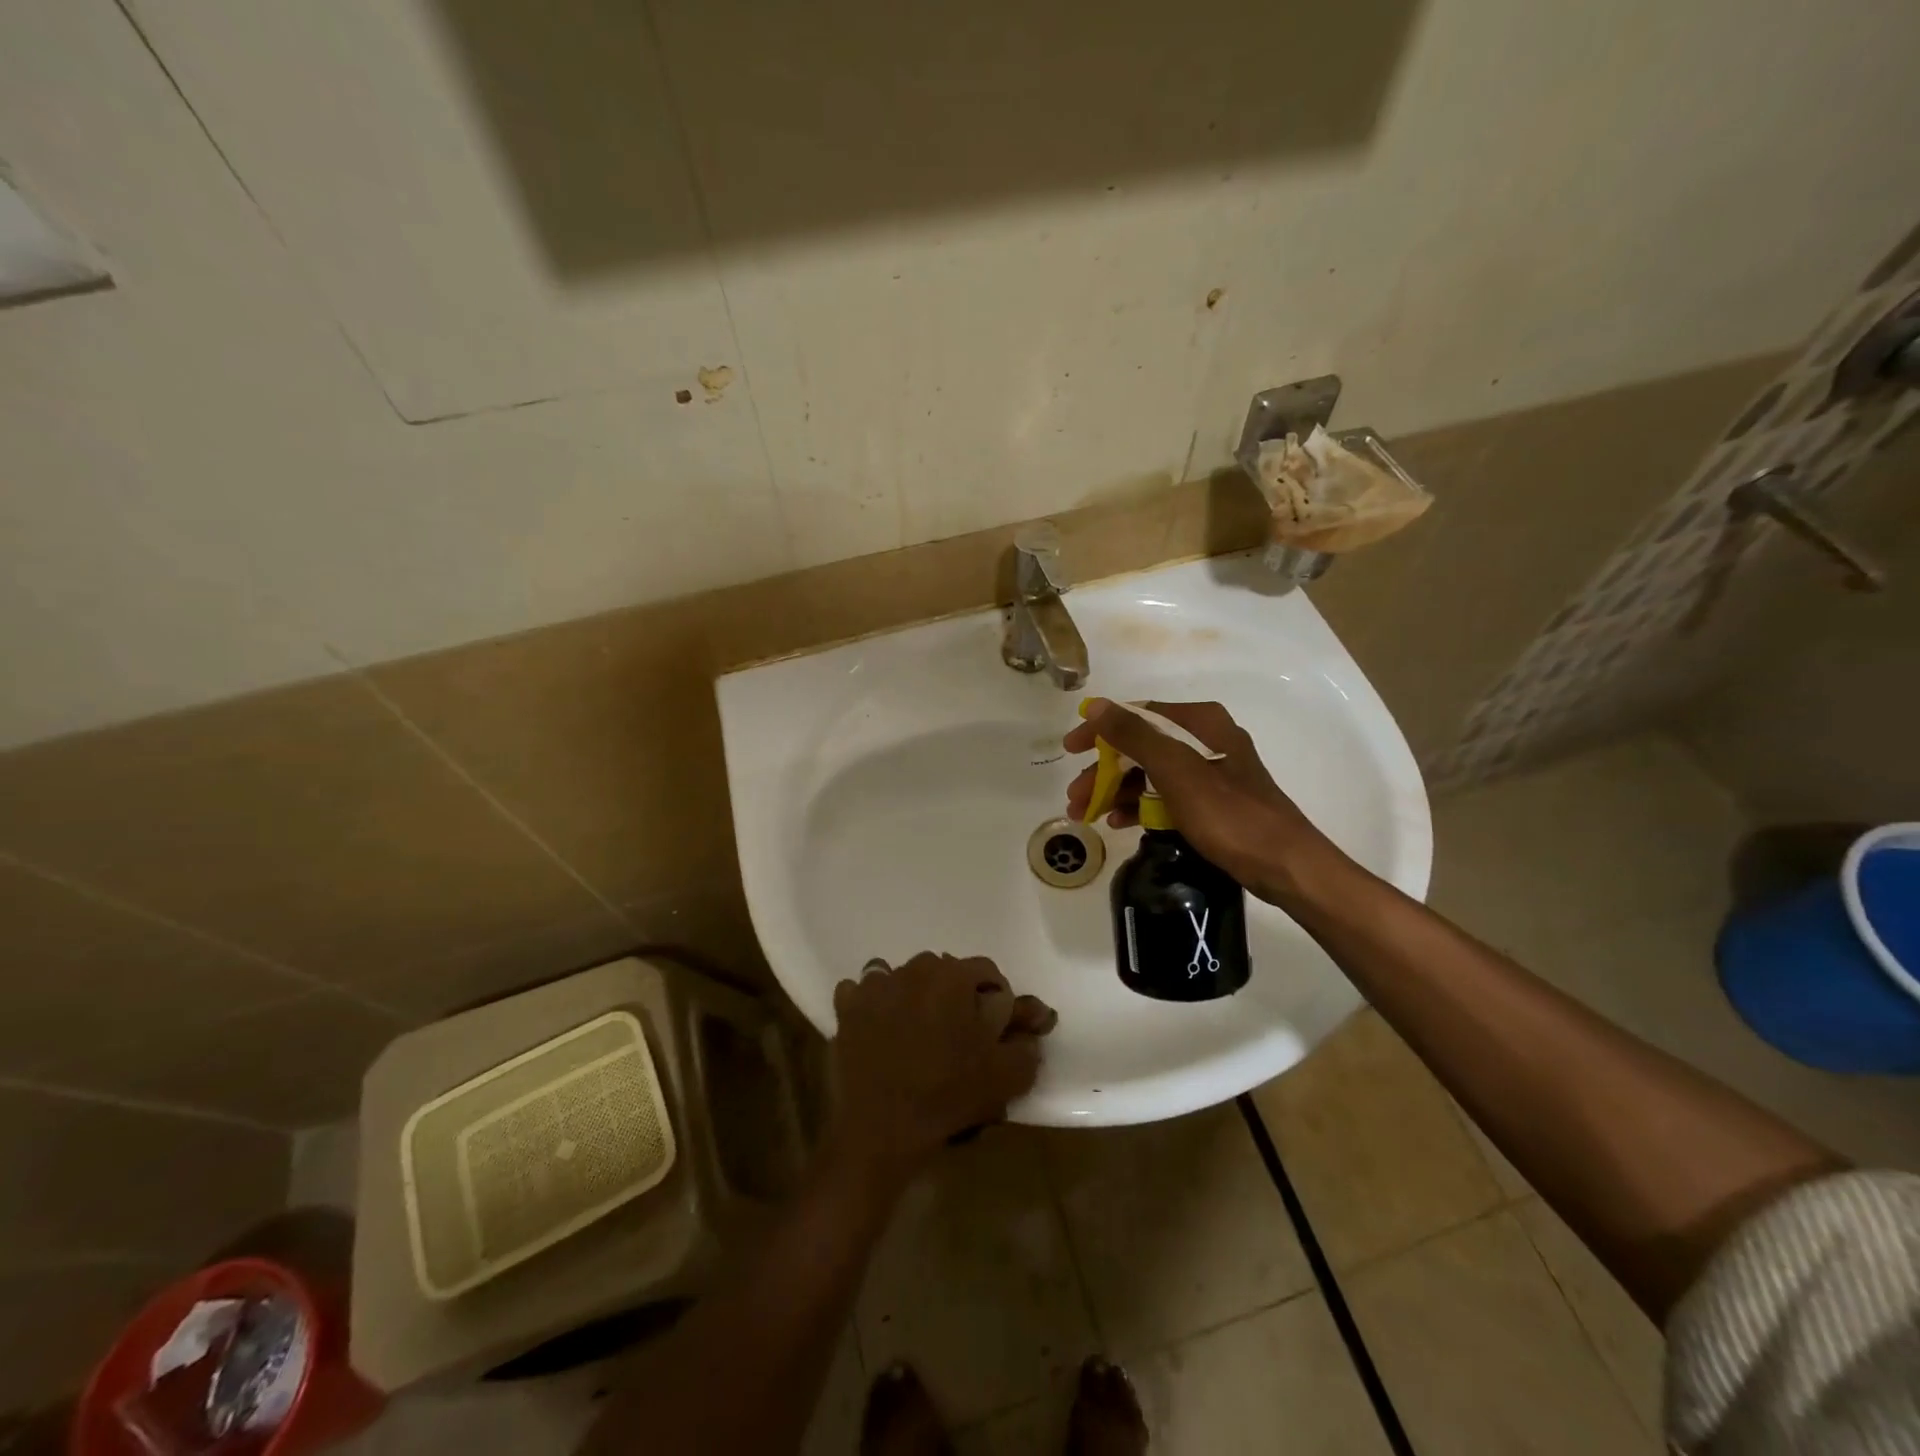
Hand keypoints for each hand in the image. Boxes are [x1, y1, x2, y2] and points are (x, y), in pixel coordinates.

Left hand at [827, 953, 1056, 1188]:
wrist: (882, 1128)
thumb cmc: (949, 1095)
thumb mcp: (1007, 1075)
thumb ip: (1026, 1042)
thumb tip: (1032, 1021)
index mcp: (954, 976)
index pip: (987, 972)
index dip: (997, 999)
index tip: (996, 1029)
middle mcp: (914, 969)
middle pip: (945, 971)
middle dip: (956, 996)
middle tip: (959, 1034)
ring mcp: (876, 985)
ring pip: (904, 978)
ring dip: (915, 996)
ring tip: (918, 1031)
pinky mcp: (847, 1007)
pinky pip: (864, 992)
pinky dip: (873, 1004)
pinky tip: (880, 1028)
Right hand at [1063, 698, 1344, 902]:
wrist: (1284, 864)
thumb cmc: (1229, 814)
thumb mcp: (1176, 771)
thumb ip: (1134, 735)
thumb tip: (1096, 706)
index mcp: (1199, 722)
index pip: (1137, 714)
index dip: (1100, 730)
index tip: (1069, 750)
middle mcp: (1205, 738)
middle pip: (1141, 745)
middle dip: (1105, 770)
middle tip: (1076, 797)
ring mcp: (1210, 770)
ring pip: (1150, 772)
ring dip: (1117, 790)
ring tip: (1088, 814)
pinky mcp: (1212, 800)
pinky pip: (1166, 794)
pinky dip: (1141, 805)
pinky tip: (1120, 823)